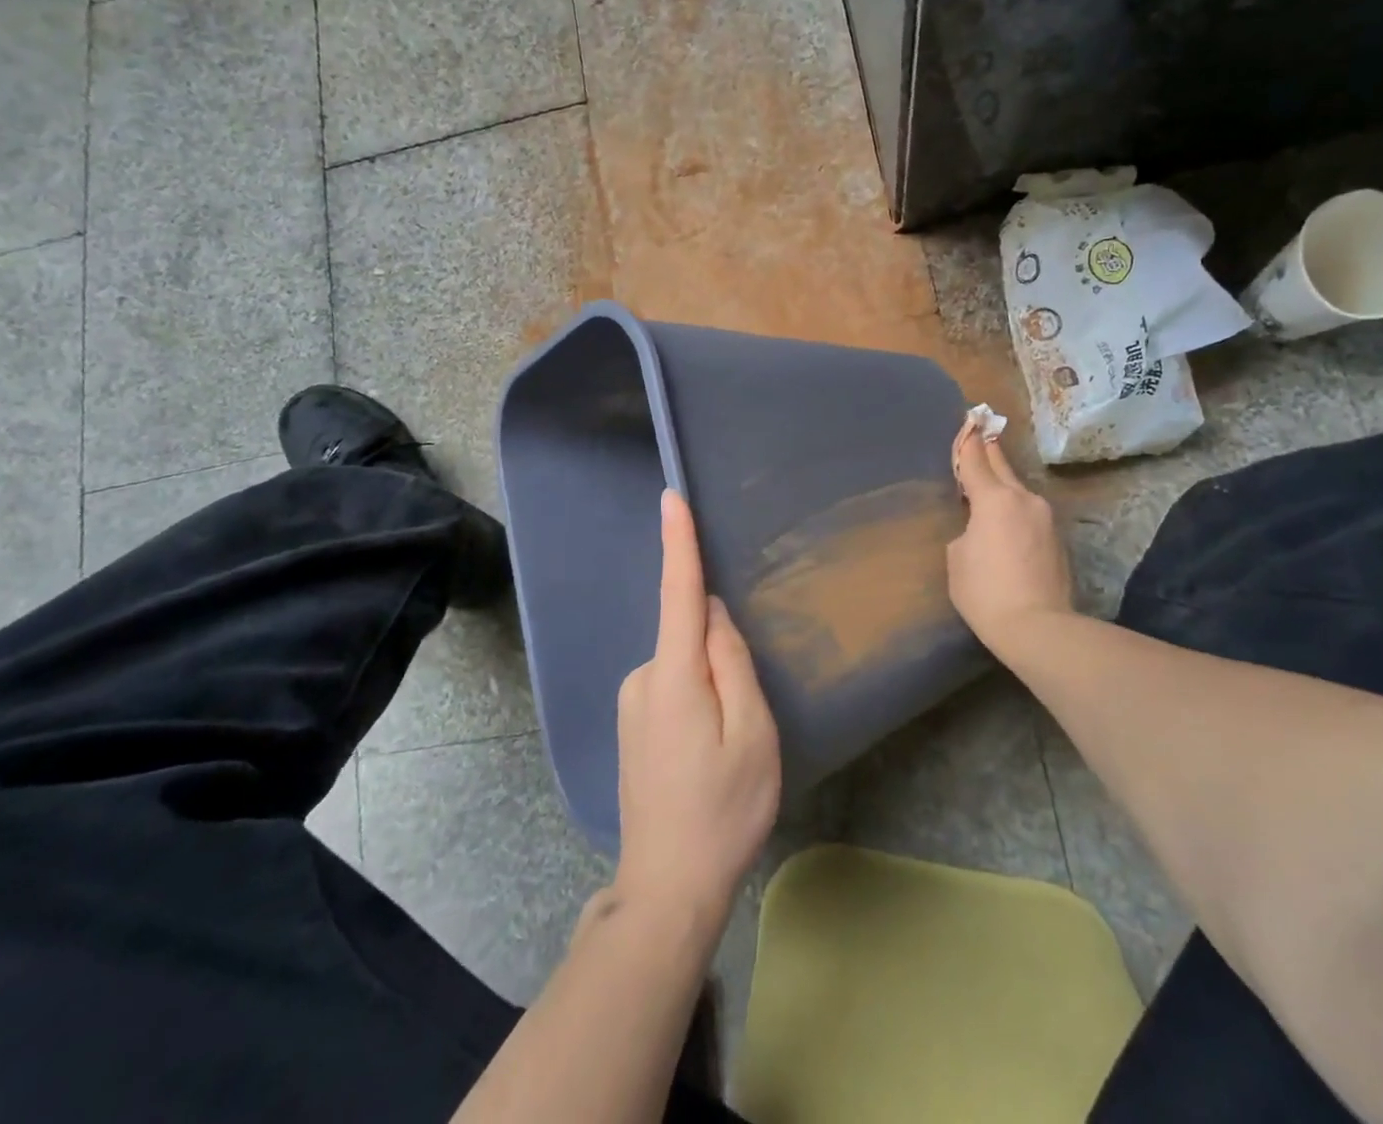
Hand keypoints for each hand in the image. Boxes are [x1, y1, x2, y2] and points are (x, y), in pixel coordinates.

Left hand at [613, 491, 780, 939]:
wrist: (668, 886)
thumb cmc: (723, 810)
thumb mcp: (752, 734)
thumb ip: (732, 663)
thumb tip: (709, 613)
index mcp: (673, 675)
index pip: (677, 593)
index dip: (678, 543)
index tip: (671, 497)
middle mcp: (641, 677)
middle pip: (689, 635)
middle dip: (721, 650)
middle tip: (746, 717)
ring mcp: (630, 702)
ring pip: (683, 664)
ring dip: (711, 682)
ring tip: (728, 747)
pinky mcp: (630, 722)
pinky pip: (671, 686)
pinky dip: (695, 697)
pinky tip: (706, 752)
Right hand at [947, 421, 1074, 652]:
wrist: (1039, 628)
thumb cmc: (985, 591)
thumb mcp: (957, 557)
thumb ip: (967, 530)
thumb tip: (981, 529)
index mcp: (994, 499)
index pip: (976, 460)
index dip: (968, 441)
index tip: (968, 421)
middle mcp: (1023, 499)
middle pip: (1002, 465)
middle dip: (989, 449)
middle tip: (982, 429)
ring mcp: (1045, 518)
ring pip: (1018, 491)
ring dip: (1003, 484)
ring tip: (988, 485)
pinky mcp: (1057, 540)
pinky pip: (1029, 513)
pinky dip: (1014, 510)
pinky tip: (1005, 524)